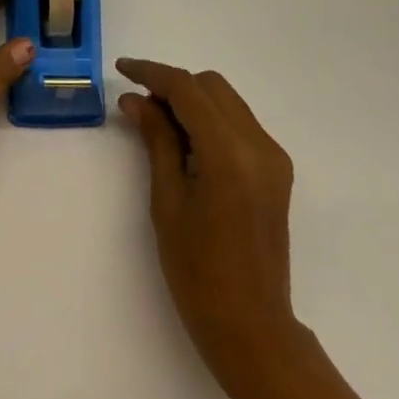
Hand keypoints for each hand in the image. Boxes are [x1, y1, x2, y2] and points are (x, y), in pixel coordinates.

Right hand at [117, 58, 299, 382]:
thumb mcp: (167, 201)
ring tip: (158, 123)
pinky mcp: (277, 171)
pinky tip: (186, 143)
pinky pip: (239, 124)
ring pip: (227, 101)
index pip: (188, 89)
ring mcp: (273, 157)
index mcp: (229, 153)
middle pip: (211, 86)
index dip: (152, 73)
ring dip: (192, 100)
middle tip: (139, 105)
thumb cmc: (197, 271)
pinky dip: (210, 120)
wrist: (252, 328)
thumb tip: (136, 100)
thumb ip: (157, 140)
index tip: (122, 70)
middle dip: (173, 85)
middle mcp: (259, 145)